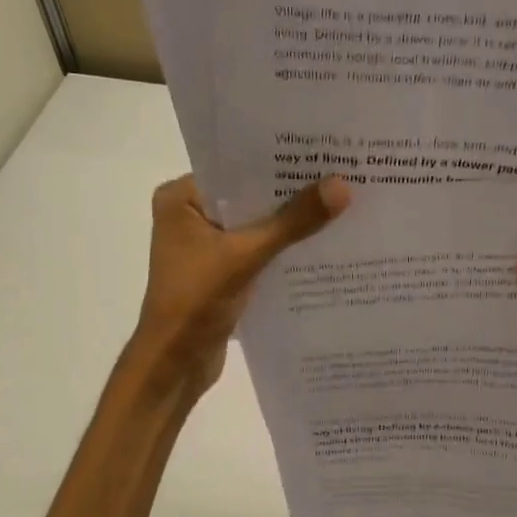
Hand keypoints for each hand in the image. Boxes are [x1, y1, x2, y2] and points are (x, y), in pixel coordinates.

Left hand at [128, 175, 349, 402]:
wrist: (174, 365)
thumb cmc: (195, 301)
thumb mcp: (246, 256)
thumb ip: (292, 222)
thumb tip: (342, 186)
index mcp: (181, 199)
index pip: (235, 167)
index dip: (278, 161)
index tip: (322, 151)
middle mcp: (190, 216)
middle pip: (249, 196)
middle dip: (291, 193)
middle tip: (342, 175)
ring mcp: (206, 248)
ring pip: (256, 226)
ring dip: (290, 224)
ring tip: (342, 205)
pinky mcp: (221, 274)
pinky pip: (258, 252)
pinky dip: (283, 251)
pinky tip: (322, 245)